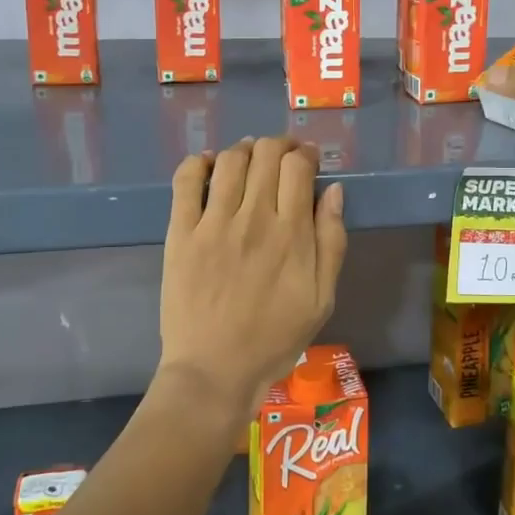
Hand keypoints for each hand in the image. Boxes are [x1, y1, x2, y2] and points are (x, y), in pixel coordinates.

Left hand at [156, 137, 347, 426]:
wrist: (215, 370)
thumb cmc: (274, 338)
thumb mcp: (322, 298)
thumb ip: (331, 241)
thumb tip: (334, 191)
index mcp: (291, 233)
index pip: (298, 166)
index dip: (306, 153)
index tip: (309, 159)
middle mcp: (252, 218)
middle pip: (265, 154)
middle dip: (279, 145)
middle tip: (283, 157)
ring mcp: (213, 223)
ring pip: (230, 161)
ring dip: (245, 149)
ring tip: (251, 158)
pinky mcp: (181, 233)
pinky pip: (186, 181)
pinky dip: (198, 163)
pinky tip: (209, 164)